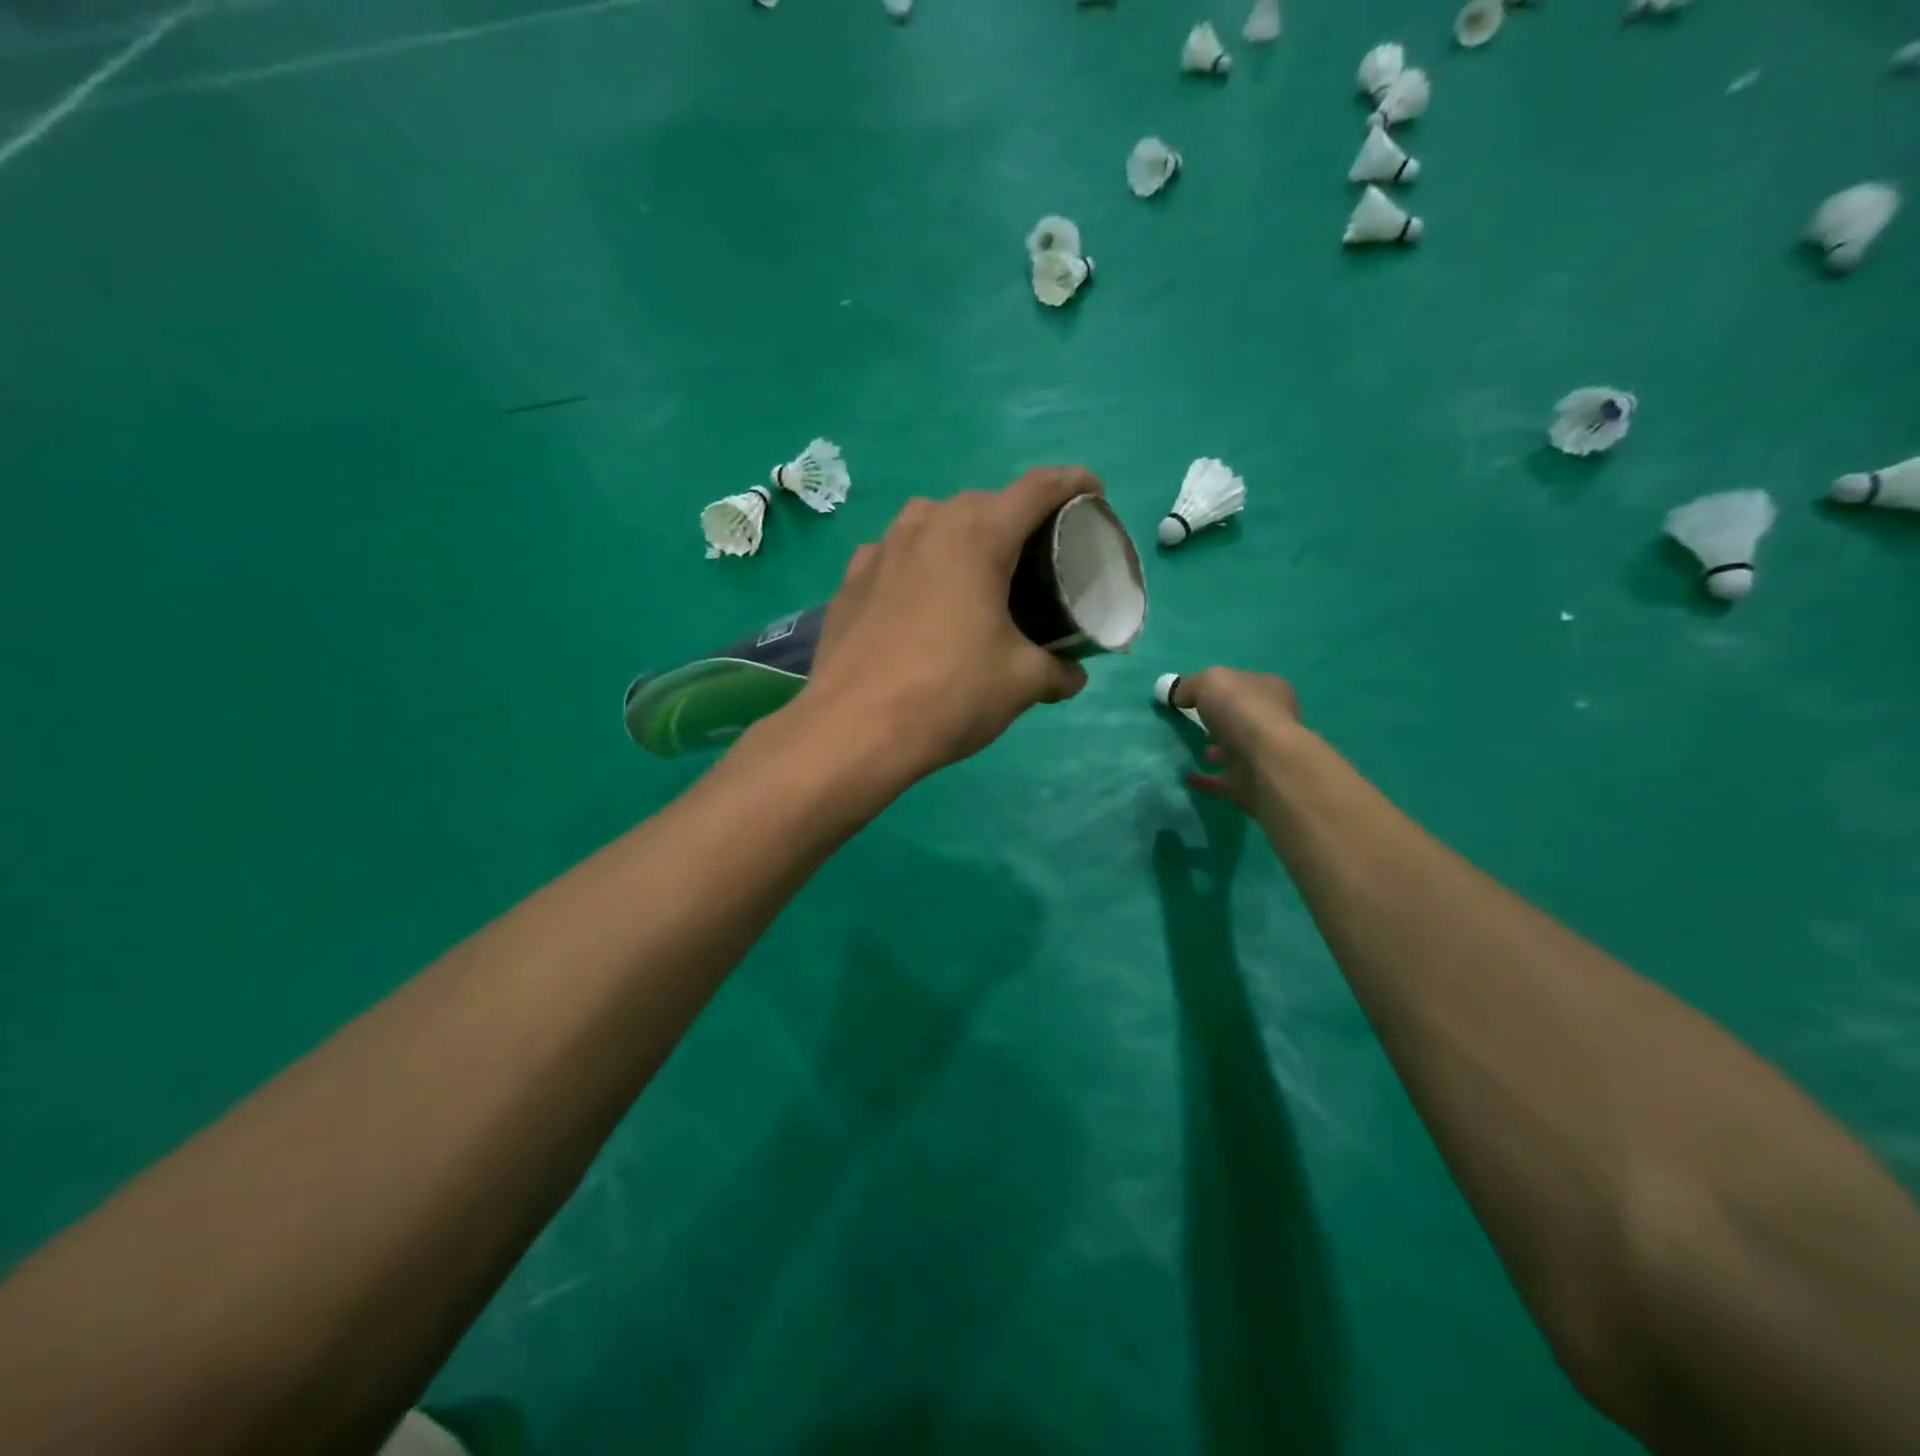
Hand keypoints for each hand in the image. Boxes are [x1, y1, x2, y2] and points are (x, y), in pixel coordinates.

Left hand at [798, 467, 1098, 777]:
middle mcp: (927, 525)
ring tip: (976, 577)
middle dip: (1016, 520)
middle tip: (1035, 559)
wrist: (853, 729)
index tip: (1093, 494)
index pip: (1038, 488)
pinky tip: (920, 601)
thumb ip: (1057, 670)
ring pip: (933, 522)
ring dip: (962, 537)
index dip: (1074, 483)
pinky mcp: (850, 579)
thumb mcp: (1021, 683)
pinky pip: (896, 554)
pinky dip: (919, 565)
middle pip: (985, 503)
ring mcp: (881, 548)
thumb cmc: (950, 694)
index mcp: (978, 535)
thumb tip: (1072, 676)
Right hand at [1174, 668, 1303, 814]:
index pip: (1244, 683)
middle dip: (1220, 719)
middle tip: (1191, 722)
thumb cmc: (1242, 711)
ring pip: (1236, 749)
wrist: (1264, 764)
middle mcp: (1272, 721)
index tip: (1194, 694)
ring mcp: (1263, 754)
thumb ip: (1190, 685)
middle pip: (1241, 717)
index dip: (1221, 686)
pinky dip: (1207, 779)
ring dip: (1216, 750)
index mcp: (1270, 690)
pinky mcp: (1251, 783)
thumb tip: (1178, 695)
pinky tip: (1187, 777)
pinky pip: (1223, 779)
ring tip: (1192, 749)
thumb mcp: (1209, 682)